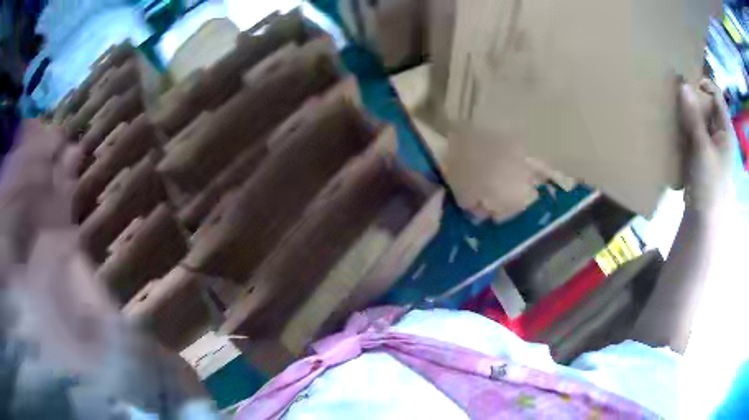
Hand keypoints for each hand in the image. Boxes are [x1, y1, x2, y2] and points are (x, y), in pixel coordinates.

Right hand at [678, 79, 734, 213]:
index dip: (704, 84)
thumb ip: (694, 117)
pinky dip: (686, 128)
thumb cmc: (710, 185)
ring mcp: (712, 145)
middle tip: (677, 95)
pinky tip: (677, 129)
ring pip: (700, 119)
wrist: (703, 220)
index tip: (687, 82)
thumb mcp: (702, 149)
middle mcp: (720, 134)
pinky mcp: (703, 155)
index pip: (717, 97)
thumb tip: (683, 85)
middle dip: (693, 99)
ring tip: (674, 110)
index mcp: (726, 131)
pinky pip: (694, 132)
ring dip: (688, 113)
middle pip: (708, 106)